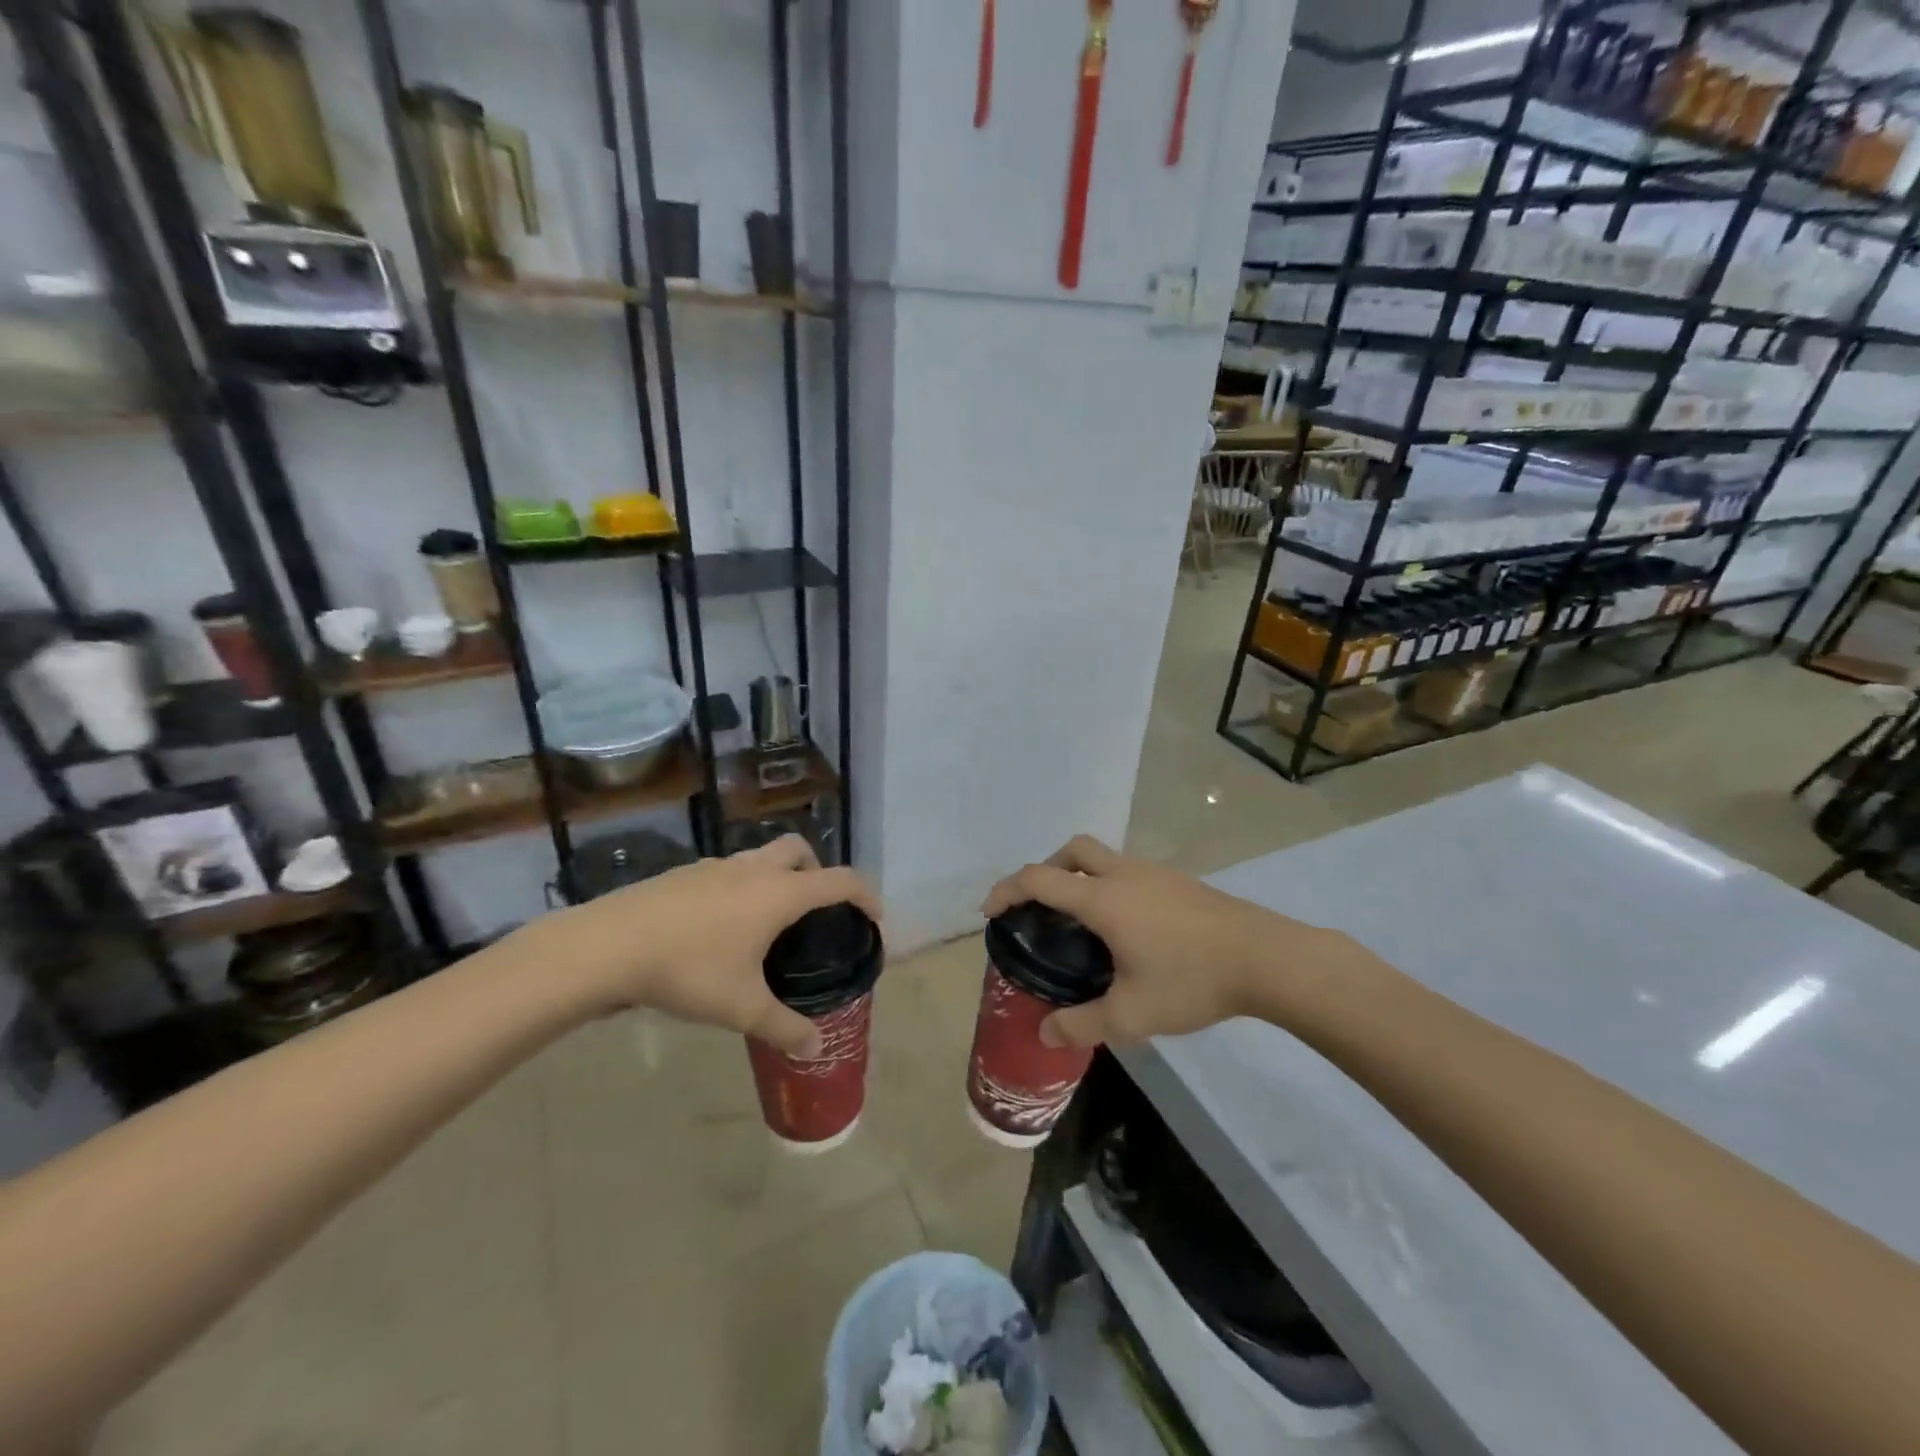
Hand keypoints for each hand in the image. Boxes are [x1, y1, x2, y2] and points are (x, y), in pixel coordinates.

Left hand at [519, 836, 879, 1056]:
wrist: (607, 946)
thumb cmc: (688, 970)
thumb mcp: (741, 1007)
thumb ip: (783, 1027)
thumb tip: (816, 1049)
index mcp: (779, 893)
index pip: (839, 881)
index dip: (865, 894)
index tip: (873, 917)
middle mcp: (753, 870)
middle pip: (800, 850)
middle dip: (817, 871)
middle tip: (814, 909)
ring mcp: (716, 868)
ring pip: (761, 858)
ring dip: (776, 877)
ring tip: (767, 923)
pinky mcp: (684, 875)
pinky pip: (728, 872)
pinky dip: (741, 887)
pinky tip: (720, 928)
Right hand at [981, 835, 1350, 1049]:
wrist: (1266, 958)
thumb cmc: (1191, 980)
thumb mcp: (1131, 1014)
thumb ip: (1081, 1024)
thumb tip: (1045, 1032)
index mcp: (1103, 898)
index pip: (1039, 878)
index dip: (1007, 890)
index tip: (991, 912)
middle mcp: (1124, 874)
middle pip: (1073, 851)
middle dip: (1047, 871)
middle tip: (1042, 908)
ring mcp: (1155, 873)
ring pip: (1104, 858)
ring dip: (1081, 878)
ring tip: (1083, 925)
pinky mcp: (1179, 882)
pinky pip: (1129, 872)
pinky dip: (1110, 886)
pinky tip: (1127, 929)